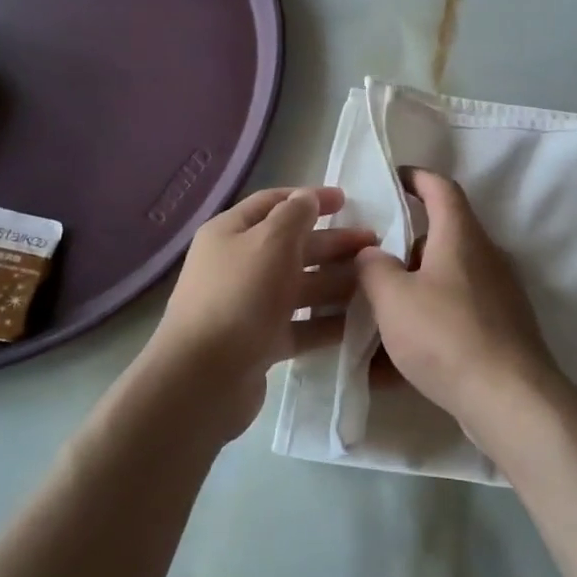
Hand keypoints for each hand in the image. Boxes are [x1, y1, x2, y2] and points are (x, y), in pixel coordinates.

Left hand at [148, 187, 375, 436]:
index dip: (309, 199)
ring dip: (336, 282)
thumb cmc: (239, 297)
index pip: (274, 203)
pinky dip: (327, 321)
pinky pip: (300, 324)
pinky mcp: (260, 342)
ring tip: (374, 283)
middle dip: (333, 243)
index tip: (347, 201)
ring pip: (300, 287)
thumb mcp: (271, 242)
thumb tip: (307, 198)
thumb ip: (295, 214)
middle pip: (292, 246)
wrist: (203, 379)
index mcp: (231, 233)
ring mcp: (248, 306)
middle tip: (373, 245)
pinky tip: (359, 321)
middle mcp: (237, 265)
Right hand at [354, 170, 557, 436]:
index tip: (392, 178)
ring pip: (445, 280)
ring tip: (373, 315)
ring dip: (411, 292)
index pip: (441, 188)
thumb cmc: (446, 335)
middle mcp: (484, 257)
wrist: (509, 398)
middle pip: (441, 237)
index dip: (416, 177)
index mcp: (461, 236)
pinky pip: (454, 316)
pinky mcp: (500, 329)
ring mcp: (497, 294)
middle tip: (368, 261)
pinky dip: (425, 327)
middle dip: (403, 247)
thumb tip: (371, 254)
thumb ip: (373, 268)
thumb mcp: (393, 299)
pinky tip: (392, 365)